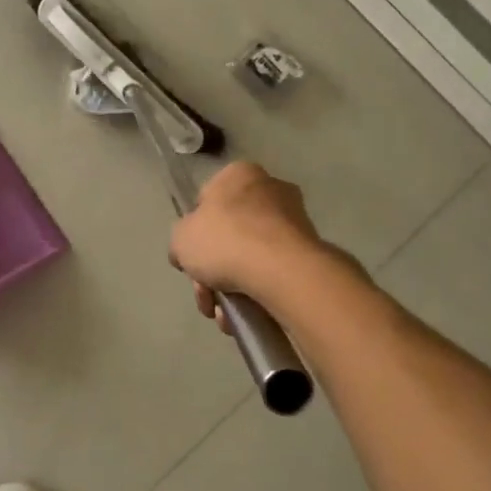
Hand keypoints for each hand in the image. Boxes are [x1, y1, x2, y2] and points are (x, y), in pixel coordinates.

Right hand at [169, 162, 336, 328]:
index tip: (193, 261)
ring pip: (251, 256)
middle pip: (230, 234)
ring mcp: (294, 220)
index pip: (207, 201)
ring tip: (226, 316)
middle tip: (207, 297)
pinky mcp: (310, 250)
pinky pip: (273, 271)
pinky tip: (248, 315)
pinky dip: (258, 292)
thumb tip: (188, 254)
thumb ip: (181, 243)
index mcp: (239, 174)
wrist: (282, 270)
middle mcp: (270, 189)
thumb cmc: (226, 240)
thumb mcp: (181, 239)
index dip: (195, 234)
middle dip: (213, 271)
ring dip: (233, 287)